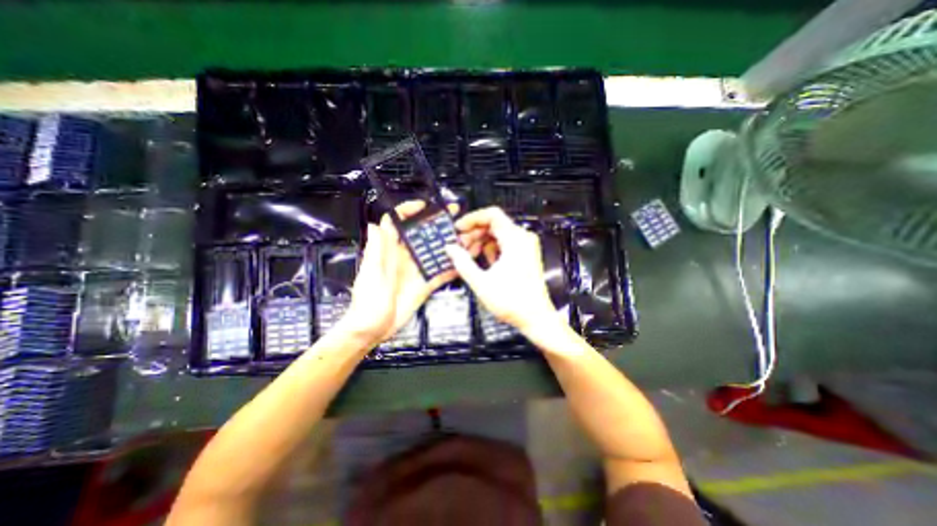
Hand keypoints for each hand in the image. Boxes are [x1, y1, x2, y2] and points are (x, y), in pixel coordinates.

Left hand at [338, 203, 457, 347]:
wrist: (373, 329)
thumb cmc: (367, 302)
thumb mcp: (370, 275)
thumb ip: (375, 251)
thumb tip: (374, 225)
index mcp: (388, 252)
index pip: (396, 224)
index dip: (408, 212)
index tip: (424, 206)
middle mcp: (404, 258)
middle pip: (421, 236)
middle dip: (436, 225)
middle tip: (453, 218)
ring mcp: (416, 271)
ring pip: (433, 253)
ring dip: (447, 246)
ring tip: (464, 238)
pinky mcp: (424, 285)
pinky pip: (439, 274)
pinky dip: (450, 269)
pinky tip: (462, 264)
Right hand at [444, 207, 553, 335]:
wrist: (536, 317)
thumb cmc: (512, 301)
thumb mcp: (481, 282)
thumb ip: (463, 262)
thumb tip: (450, 248)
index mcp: (515, 240)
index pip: (492, 215)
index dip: (472, 219)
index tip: (458, 229)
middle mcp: (523, 238)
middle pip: (494, 224)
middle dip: (474, 234)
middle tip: (460, 246)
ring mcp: (525, 246)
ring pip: (498, 234)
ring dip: (482, 242)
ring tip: (470, 257)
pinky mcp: (525, 255)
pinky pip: (505, 244)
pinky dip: (492, 249)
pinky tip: (484, 263)